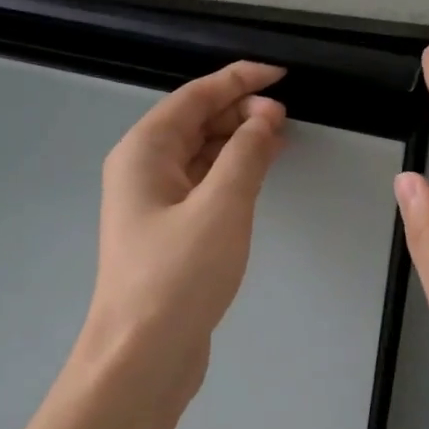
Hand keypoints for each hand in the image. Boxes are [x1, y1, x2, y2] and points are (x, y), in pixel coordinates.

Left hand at [78, 60, 287, 393]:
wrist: (143, 355)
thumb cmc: (178, 276)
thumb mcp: (221, 207)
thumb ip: (246, 155)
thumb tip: (264, 117)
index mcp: (143, 153)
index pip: (194, 97)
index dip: (238, 80)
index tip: (280, 73)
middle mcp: (142, 172)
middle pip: (193, 123)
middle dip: (239, 112)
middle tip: (286, 115)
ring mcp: (153, 206)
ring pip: (199, 157)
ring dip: (237, 143)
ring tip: (279, 138)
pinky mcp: (168, 236)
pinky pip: (202, 188)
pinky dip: (230, 176)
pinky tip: (256, 177)